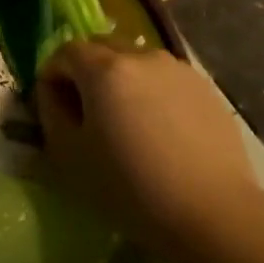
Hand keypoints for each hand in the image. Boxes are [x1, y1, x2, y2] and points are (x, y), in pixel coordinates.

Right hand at [35, 44, 262, 262]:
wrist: (212, 214)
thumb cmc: (130, 188)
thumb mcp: (69, 156)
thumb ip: (50, 112)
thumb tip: (53, 93)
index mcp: (104, 68)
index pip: (65, 52)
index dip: (52, 76)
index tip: (54, 109)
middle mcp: (141, 55)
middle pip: (101, 48)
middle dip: (86, 72)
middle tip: (87, 114)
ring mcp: (177, 69)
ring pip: (135, 62)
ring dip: (121, 81)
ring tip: (127, 124)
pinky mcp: (204, 88)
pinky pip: (164, 80)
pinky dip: (152, 94)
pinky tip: (160, 132)